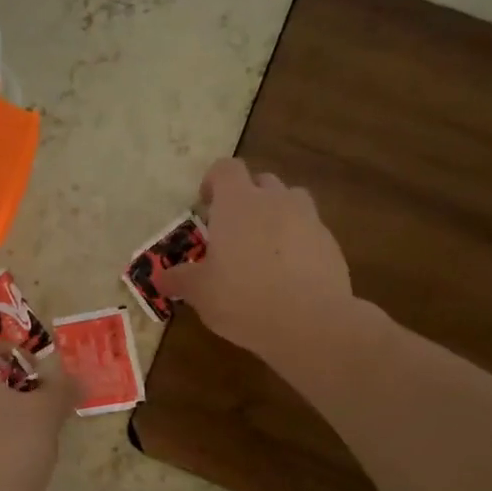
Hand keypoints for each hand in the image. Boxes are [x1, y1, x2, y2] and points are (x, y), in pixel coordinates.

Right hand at [159, 157, 358, 365]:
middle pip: (262, 181)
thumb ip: (180, 280)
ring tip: (265, 249)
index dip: (214, 181)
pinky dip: (299, 244)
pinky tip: (289, 276)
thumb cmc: (242, 297)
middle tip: (234, 231)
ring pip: (291, 202)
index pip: (226, 168)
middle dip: (248, 199)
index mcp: (238, 203)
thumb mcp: (200, 292)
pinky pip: (310, 233)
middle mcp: (275, 201)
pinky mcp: (331, 245)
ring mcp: (309, 220)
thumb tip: (160, 278)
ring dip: (277, 216)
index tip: (206, 205)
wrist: (310, 322)